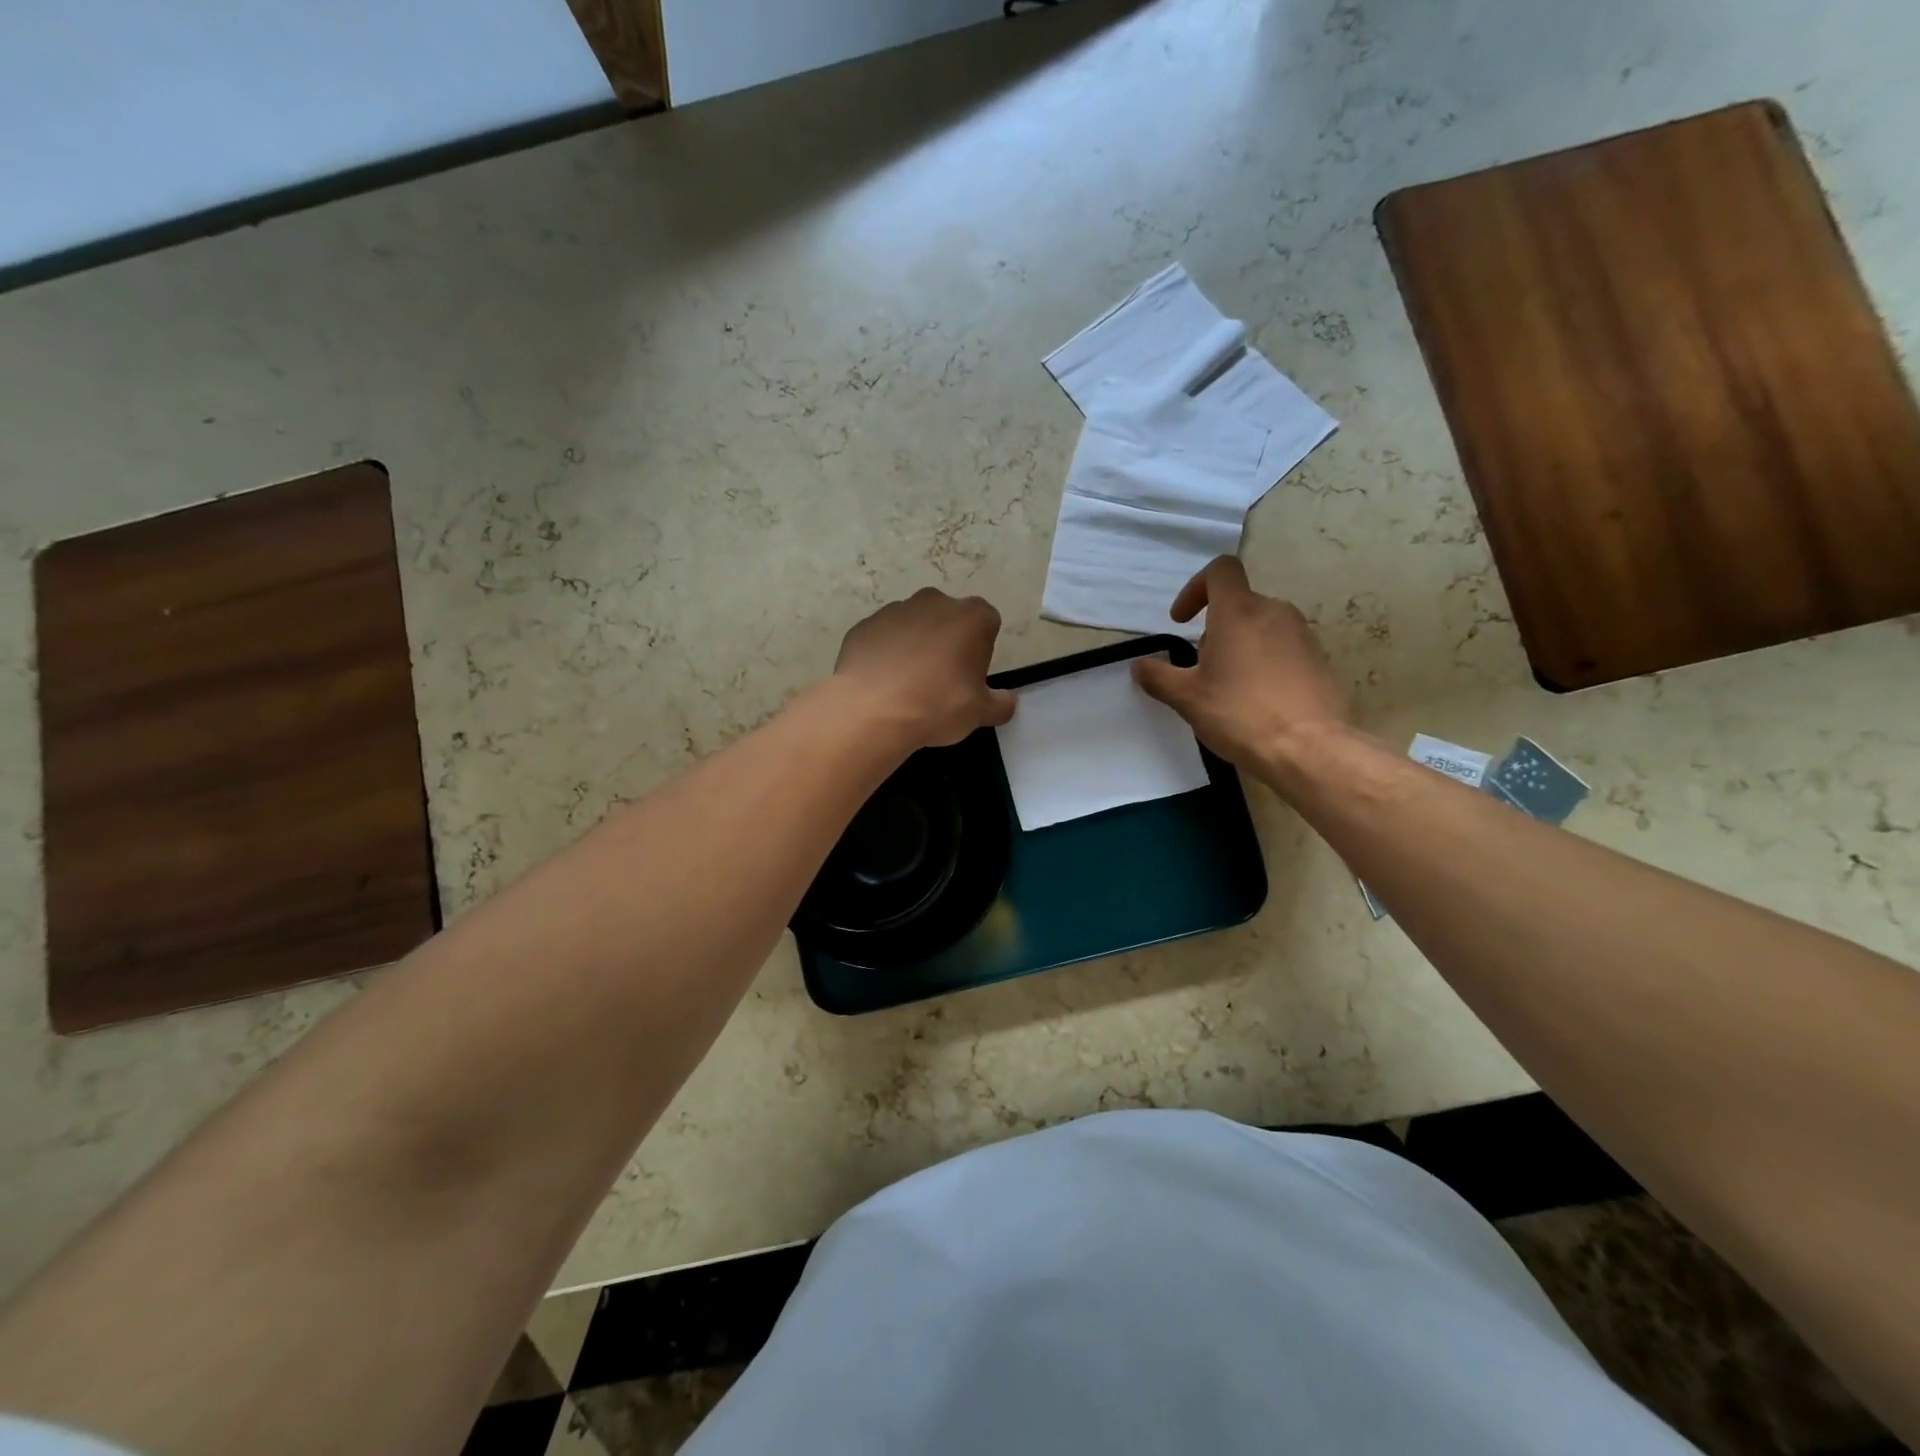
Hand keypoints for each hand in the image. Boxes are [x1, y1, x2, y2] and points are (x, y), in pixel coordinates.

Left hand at [834, 588, 1016, 748]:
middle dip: (948, 642)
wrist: (872, 711)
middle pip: (949, 619)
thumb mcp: (980, 713)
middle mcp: (935, 602)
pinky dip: (885, 654)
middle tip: (941, 681)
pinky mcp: (864, 625)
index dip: (980, 650)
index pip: (987, 624)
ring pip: (914, 626)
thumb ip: (1001, 704)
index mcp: (971, 616)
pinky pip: (883, 638)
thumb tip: (1008, 701)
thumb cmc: (937, 706)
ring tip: (907, 685)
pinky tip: (882, 683)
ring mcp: (895, 610)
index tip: (970, 676)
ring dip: (915, 646)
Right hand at [1133, 557, 1350, 767]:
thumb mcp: (1187, 698)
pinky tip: (1257, 700)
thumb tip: (1139, 665)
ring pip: (1261, 627)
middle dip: (1214, 630)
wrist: (1309, 749)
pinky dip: (1264, 663)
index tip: (1182, 621)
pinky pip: (1283, 649)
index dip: (1195, 588)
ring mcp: (1302, 635)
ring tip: (1228, 687)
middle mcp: (1274, 612)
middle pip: (1238, 604)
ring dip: (1239, 646)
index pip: (1220, 571)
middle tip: (1201, 668)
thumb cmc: (1240, 713)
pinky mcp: (1319, 660)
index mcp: (1239, 612)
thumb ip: (1159, 677)